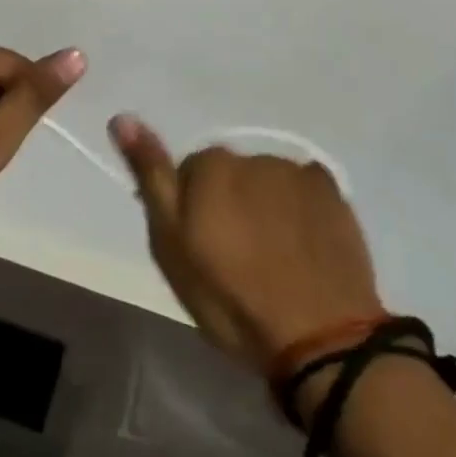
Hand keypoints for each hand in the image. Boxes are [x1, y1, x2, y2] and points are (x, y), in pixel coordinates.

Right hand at [110, 115, 382, 370]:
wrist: (321, 339)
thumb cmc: (232, 298)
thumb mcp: (172, 245)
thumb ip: (151, 177)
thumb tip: (122, 117)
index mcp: (210, 165)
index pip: (189, 173)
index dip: (193, 210)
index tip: (202, 248)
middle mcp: (252, 156)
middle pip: (230, 174)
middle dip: (229, 204)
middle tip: (237, 256)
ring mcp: (296, 173)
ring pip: (266, 182)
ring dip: (264, 206)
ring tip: (274, 257)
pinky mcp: (333, 194)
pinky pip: (305, 189)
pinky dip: (299, 209)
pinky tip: (302, 245)